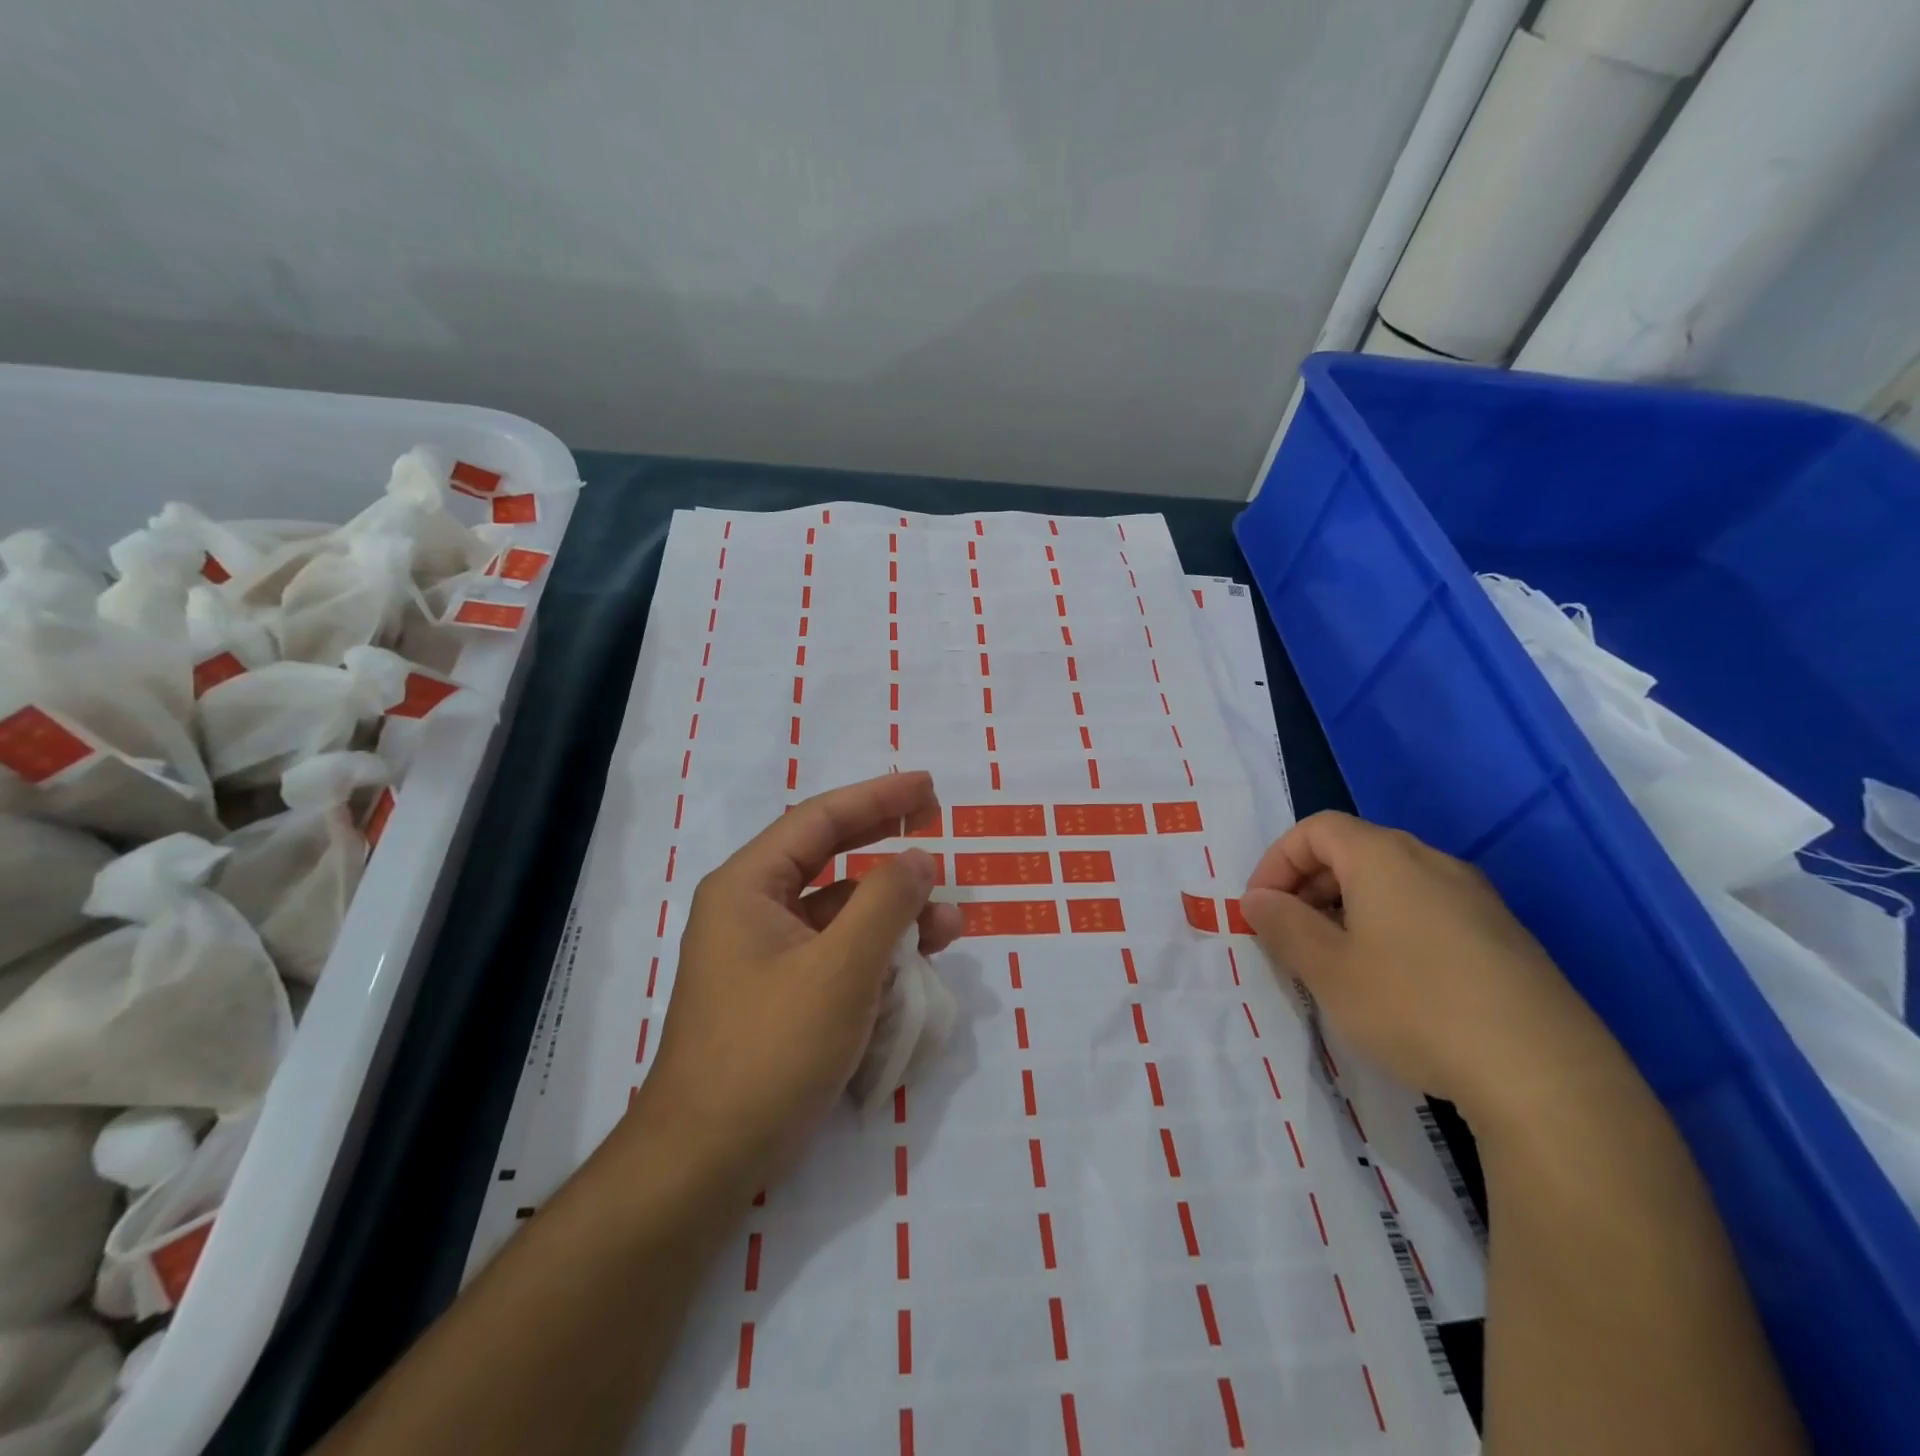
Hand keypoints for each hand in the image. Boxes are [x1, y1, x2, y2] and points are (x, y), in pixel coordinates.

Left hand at [627, 771, 961, 1207]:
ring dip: (893, 914)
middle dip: (886, 845)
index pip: (819, 820)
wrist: (705, 1162)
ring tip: (950, 926)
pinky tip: (915, 972)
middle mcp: (751, 911)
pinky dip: (876, 955)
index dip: (877, 797)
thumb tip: (919, 858)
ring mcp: (764, 957)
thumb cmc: (770, 1050)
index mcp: (749, 887)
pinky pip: (835, 956)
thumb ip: (886, 902)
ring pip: (839, 914)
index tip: (927, 787)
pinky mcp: (779, 996)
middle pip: (828, 859)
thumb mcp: (841, 969)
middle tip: (937, 826)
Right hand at [1240, 811, 1611, 1123]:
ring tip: (1336, 964)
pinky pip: (1429, 912)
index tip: (1260, 908)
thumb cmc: (1414, 1006)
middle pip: (1354, 850)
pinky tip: (1394, 985)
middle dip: (1309, 886)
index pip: (1316, 829)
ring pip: (1392, 883)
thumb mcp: (1328, 970)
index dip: (1277, 861)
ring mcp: (1476, 899)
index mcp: (1385, 857)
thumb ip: (1283, 926)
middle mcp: (1432, 862)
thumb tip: (1257, 899)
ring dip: (1348, 910)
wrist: (1546, 1075)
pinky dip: (1391, 929)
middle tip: (1290, 936)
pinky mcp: (1505, 938)